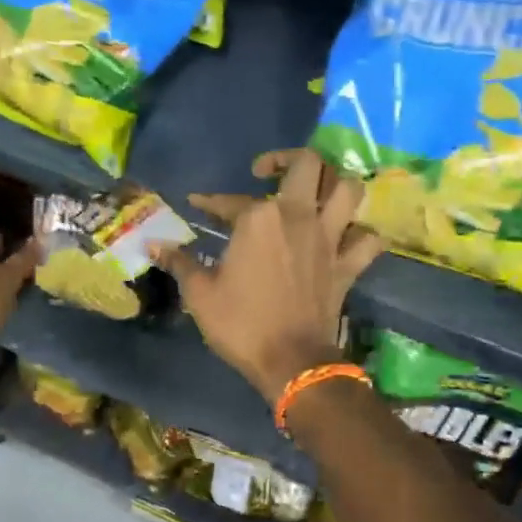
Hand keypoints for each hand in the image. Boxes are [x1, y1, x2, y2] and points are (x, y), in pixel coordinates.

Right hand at [158, 149, 384, 400]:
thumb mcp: (200, 294)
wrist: (291, 362)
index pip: (230, 200)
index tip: (198, 204)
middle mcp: (299, 216)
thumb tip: (153, 244)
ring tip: (313, 191)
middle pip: (308, 164)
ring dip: (333, 183)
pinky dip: (359, 233)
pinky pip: (368, 238)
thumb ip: (180, 262)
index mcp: (259, 219)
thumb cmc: (241, 324)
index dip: (210, 201)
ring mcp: (329, 239)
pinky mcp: (348, 265)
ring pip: (348, 189)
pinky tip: (345, 236)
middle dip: (287, 159)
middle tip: (267, 173)